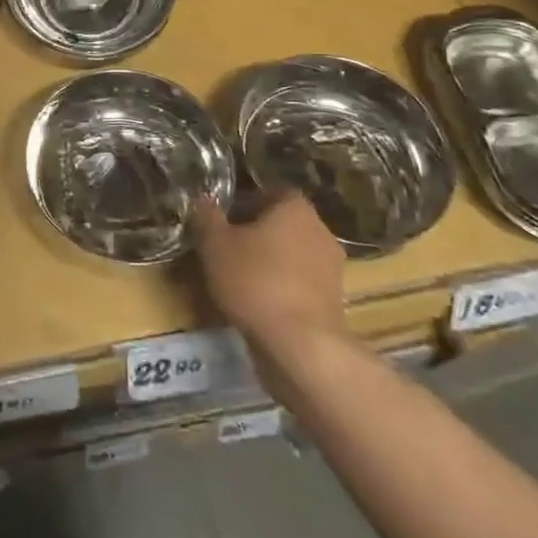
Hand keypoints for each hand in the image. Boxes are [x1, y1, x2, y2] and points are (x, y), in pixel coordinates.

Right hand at [192, 193, 346, 356]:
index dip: (245, 202)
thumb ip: (207, 217)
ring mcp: (331, 268)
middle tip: (226, 246)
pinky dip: (281, 288)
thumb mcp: (215, 244)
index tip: (223, 218)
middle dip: (256, 233)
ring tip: (238, 278)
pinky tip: (258, 303)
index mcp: (295, 208)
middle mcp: (320, 231)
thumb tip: (203, 199)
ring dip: (270, 262)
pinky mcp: (333, 302)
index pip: (270, 192)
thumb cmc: (255, 281)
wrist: (301, 345)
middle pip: (282, 223)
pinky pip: (300, 284)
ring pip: (292, 255)